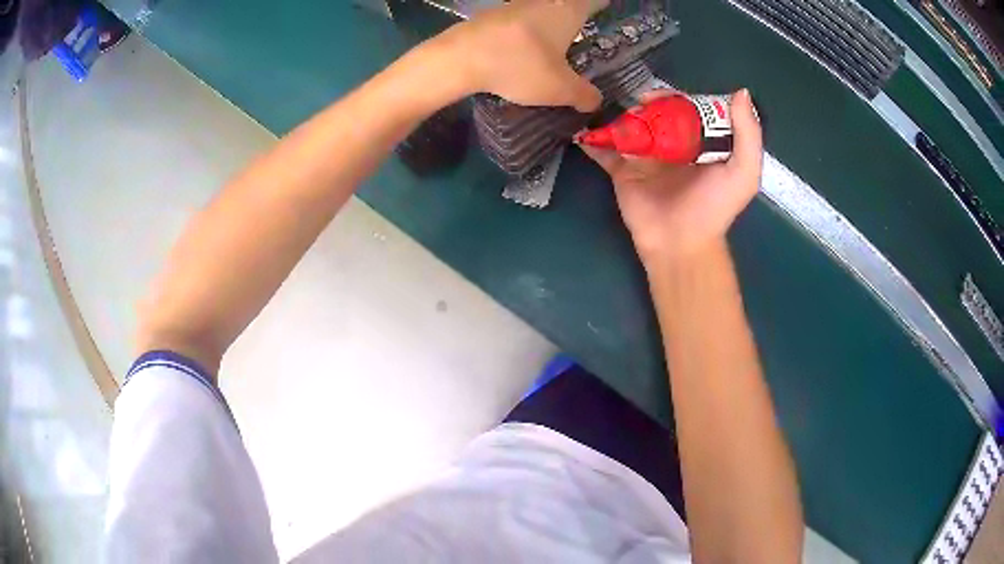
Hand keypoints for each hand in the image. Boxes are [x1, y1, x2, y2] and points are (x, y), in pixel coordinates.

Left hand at [434, 0, 606, 111]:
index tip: (606, 15)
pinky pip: (519, 20)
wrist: (460, 58)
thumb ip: (584, 95)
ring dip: (549, 23)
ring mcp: (515, 4)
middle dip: (576, 19)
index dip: (603, 7)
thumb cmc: (520, 65)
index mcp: (568, 11)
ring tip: (553, 46)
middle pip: (567, 4)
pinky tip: (522, 48)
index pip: (595, 1)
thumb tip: (595, 101)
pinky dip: (526, 30)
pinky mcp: (492, 15)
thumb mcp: (560, 89)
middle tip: (583, 36)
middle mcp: (544, 1)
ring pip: (542, 10)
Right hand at [580, 89, 762, 265]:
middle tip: (640, 104)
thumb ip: (748, 134)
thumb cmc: (714, 207)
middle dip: (646, 103)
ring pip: (629, 125)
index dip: (677, 98)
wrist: (681, 243)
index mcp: (698, 142)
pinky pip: (604, 150)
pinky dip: (591, 138)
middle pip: (655, 113)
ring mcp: (643, 157)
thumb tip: (740, 92)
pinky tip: (583, 129)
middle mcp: (671, 145)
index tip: (665, 96)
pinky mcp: (621, 170)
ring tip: (619, 113)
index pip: (687, 109)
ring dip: (620, 114)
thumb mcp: (744, 172)